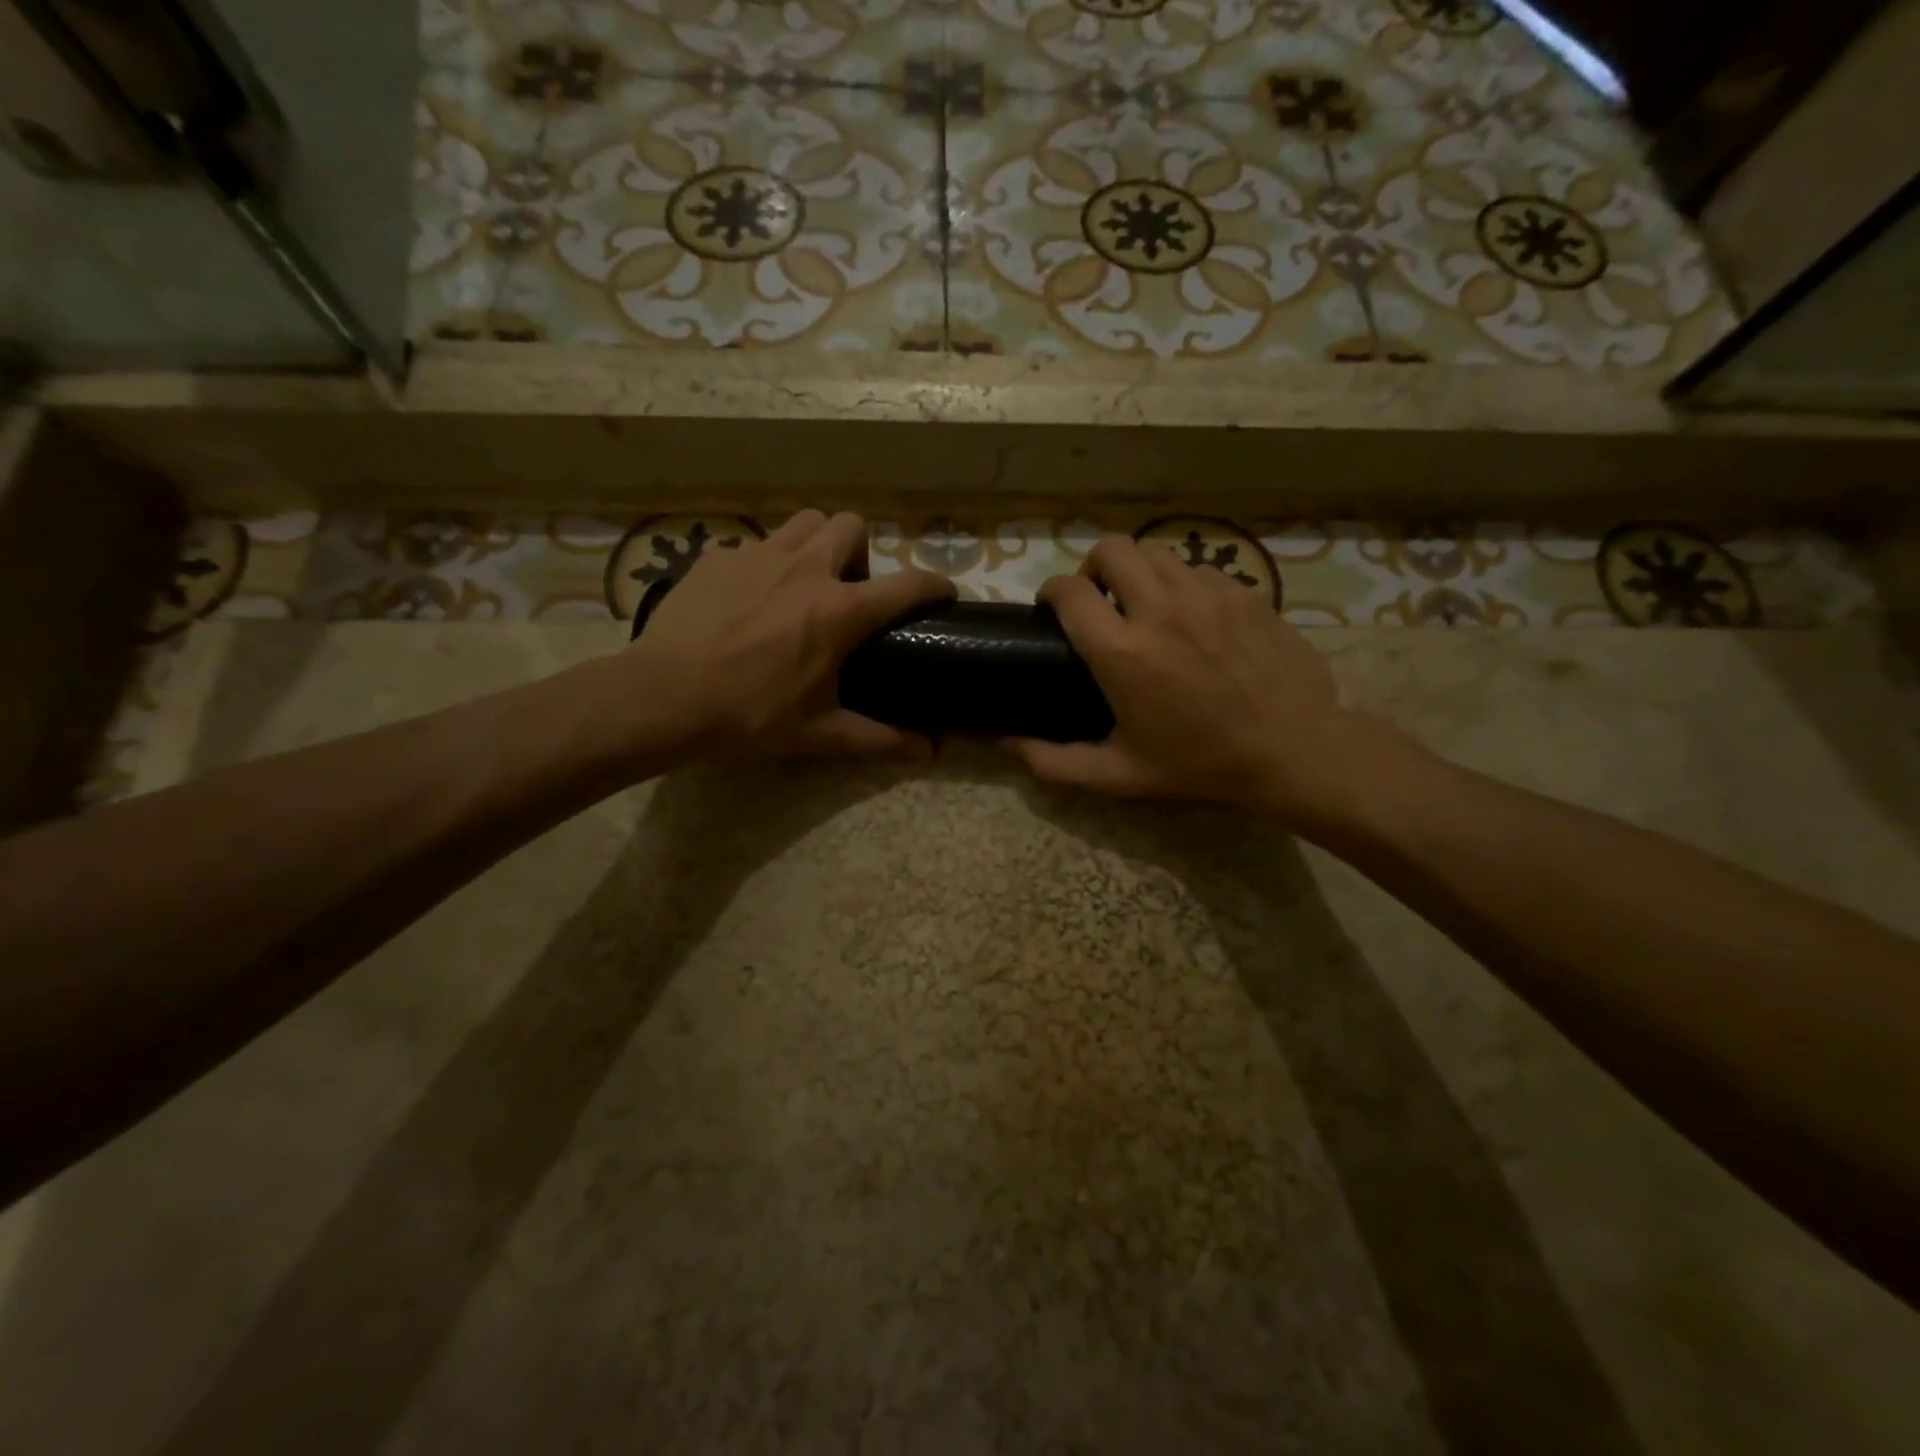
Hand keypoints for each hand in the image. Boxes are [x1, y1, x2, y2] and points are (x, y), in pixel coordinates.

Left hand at [632, 510, 953, 758]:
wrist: (663, 698)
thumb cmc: (750, 716)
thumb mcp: (820, 733)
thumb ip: (879, 739)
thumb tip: (928, 752)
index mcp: (840, 611)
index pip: (908, 585)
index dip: (935, 585)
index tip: (943, 594)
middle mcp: (806, 569)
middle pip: (852, 525)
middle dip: (861, 553)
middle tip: (848, 592)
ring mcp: (758, 556)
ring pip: (804, 522)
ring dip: (816, 544)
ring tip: (803, 583)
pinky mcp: (717, 557)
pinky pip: (754, 544)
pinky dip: (765, 563)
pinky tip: (748, 597)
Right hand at [1008, 536, 1404, 830]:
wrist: (1293, 751)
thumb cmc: (1199, 766)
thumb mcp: (1119, 776)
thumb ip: (1055, 762)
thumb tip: (1008, 745)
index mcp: (1122, 652)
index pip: (1069, 591)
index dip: (1051, 592)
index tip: (1052, 608)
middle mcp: (1160, 608)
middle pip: (1111, 549)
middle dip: (1093, 567)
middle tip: (1099, 599)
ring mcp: (1208, 594)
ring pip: (1157, 553)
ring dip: (1139, 573)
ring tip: (1145, 605)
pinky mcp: (1244, 593)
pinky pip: (1199, 570)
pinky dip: (1182, 585)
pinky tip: (1193, 619)